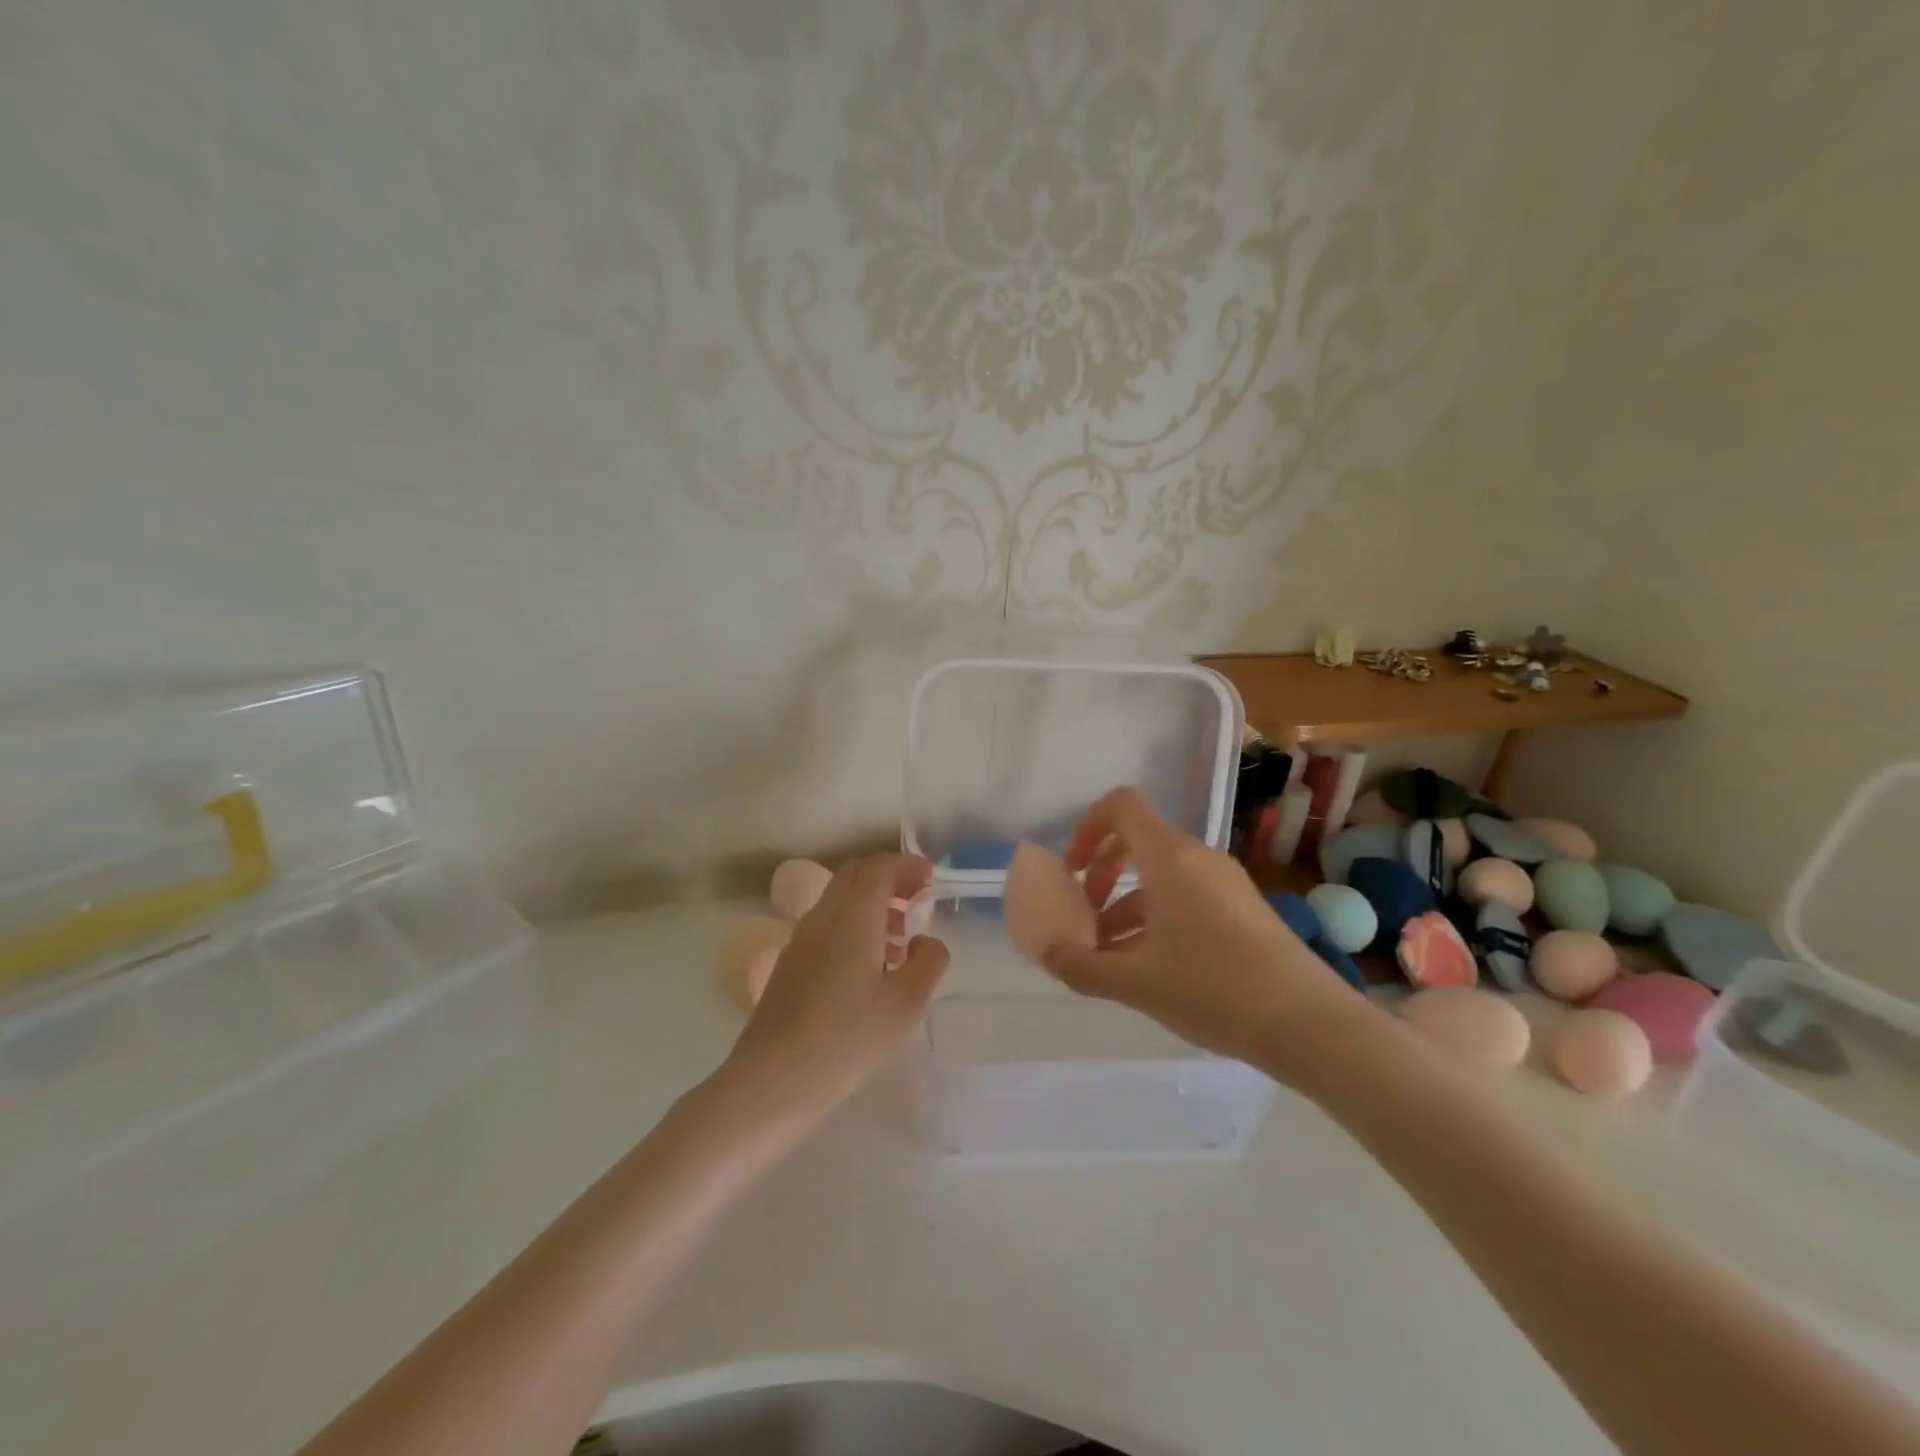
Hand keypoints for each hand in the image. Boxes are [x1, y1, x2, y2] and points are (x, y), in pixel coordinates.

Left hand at [717, 854, 948, 1127]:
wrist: (773, 1081)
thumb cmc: (847, 1038)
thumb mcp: (906, 1004)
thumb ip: (928, 961)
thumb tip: (925, 941)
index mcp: (852, 915)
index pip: (879, 868)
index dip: (907, 866)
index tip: (931, 879)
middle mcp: (822, 916)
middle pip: (855, 876)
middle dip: (889, 880)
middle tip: (917, 903)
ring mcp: (800, 939)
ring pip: (839, 900)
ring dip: (871, 904)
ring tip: (900, 940)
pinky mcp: (789, 963)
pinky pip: (826, 925)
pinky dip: (853, 926)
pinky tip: (868, 968)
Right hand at [1044, 788, 1367, 1074]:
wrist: (1310, 1024)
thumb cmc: (1214, 989)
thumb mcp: (1136, 983)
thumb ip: (1082, 967)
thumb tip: (1048, 954)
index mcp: (1170, 858)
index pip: (1121, 806)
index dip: (1087, 827)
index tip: (1072, 872)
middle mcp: (1198, 858)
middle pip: (1137, 841)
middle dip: (1102, 874)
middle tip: (1085, 915)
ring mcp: (1226, 883)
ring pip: (1162, 876)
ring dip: (1127, 904)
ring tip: (1109, 955)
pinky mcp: (1243, 909)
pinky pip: (1187, 896)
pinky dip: (1158, 918)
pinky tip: (1149, 966)